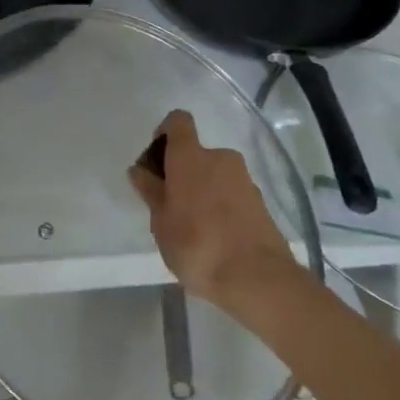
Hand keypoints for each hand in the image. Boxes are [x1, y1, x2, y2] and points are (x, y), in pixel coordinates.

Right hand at [128, 109, 305, 312]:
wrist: (257, 278)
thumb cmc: (197, 245)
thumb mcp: (161, 222)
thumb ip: (151, 191)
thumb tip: (139, 169)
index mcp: (191, 156)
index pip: (178, 121)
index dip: (165, 132)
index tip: (157, 160)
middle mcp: (220, 157)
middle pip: (196, 153)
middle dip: (182, 173)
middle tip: (171, 207)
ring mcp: (244, 178)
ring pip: (215, 175)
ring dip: (203, 191)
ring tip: (193, 230)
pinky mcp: (260, 201)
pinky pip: (232, 193)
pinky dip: (222, 206)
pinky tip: (216, 239)